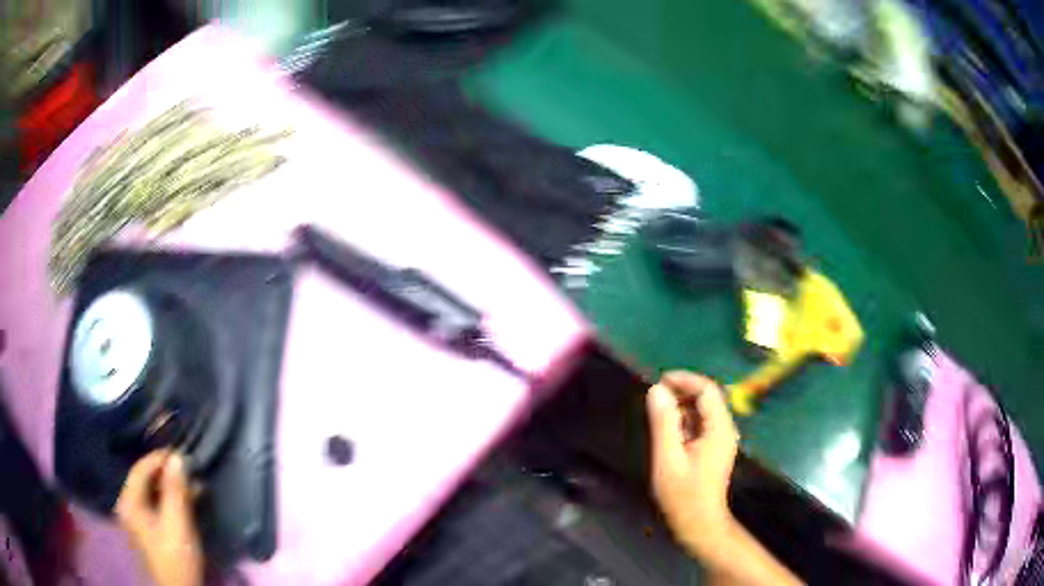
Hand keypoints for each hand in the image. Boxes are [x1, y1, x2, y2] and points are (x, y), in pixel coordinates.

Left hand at [116, 451, 203, 585]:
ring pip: (152, 493)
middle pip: (145, 481)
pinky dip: (170, 501)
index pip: (140, 470)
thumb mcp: (177, 523)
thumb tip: (177, 457)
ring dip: (171, 488)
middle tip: (188, 471)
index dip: (158, 459)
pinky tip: (187, 502)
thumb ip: (175, 490)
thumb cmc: (176, 556)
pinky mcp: (147, 530)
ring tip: (193, 487)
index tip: (179, 453)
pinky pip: (155, 506)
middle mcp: (128, 506)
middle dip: (167, 474)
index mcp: (130, 502)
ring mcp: (137, 519)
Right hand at [646, 371, 739, 554]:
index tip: (659, 381)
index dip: (684, 380)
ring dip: (682, 406)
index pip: (707, 390)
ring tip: (658, 413)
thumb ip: (663, 423)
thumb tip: (656, 390)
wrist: (699, 523)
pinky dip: (685, 420)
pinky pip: (702, 424)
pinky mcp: (715, 448)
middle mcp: (725, 429)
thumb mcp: (668, 458)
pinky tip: (669, 432)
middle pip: (708, 397)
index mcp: (719, 429)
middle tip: (655, 396)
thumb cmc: (683, 494)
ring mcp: (722, 439)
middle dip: (682, 391)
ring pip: (704, 410)